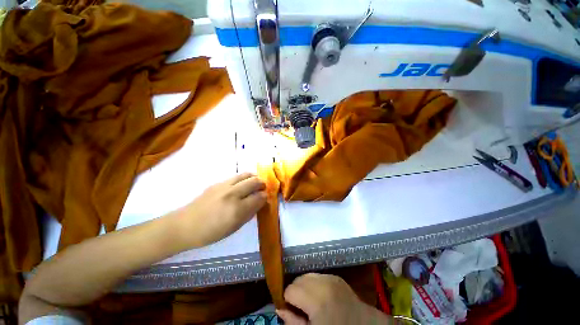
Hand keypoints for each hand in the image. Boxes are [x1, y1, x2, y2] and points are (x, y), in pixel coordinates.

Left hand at [174, 173, 266, 247]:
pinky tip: (242, 185)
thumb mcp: (234, 228)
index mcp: (237, 209)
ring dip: (254, 178)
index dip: (265, 196)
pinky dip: (243, 178)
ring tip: (255, 183)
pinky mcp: (217, 183)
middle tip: (263, 188)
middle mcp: (232, 194)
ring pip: (245, 175)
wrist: (185, 225)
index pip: (259, 197)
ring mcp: (224, 186)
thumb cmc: (211, 232)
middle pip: (254, 182)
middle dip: (262, 184)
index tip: (266, 198)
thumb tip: (260, 203)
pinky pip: (236, 177)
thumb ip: (250, 213)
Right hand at [277, 273, 391, 324]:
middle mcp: (323, 282)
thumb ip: (292, 322)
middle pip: (298, 279)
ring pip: (307, 275)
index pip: (290, 289)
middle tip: (301, 307)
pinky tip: (320, 297)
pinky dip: (314, 284)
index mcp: (317, 299)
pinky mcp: (336, 277)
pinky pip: (318, 276)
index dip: (287, 300)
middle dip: (296, 292)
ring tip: (310, 302)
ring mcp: (331, 277)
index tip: (291, 309)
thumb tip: (279, 308)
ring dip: (304, 287)